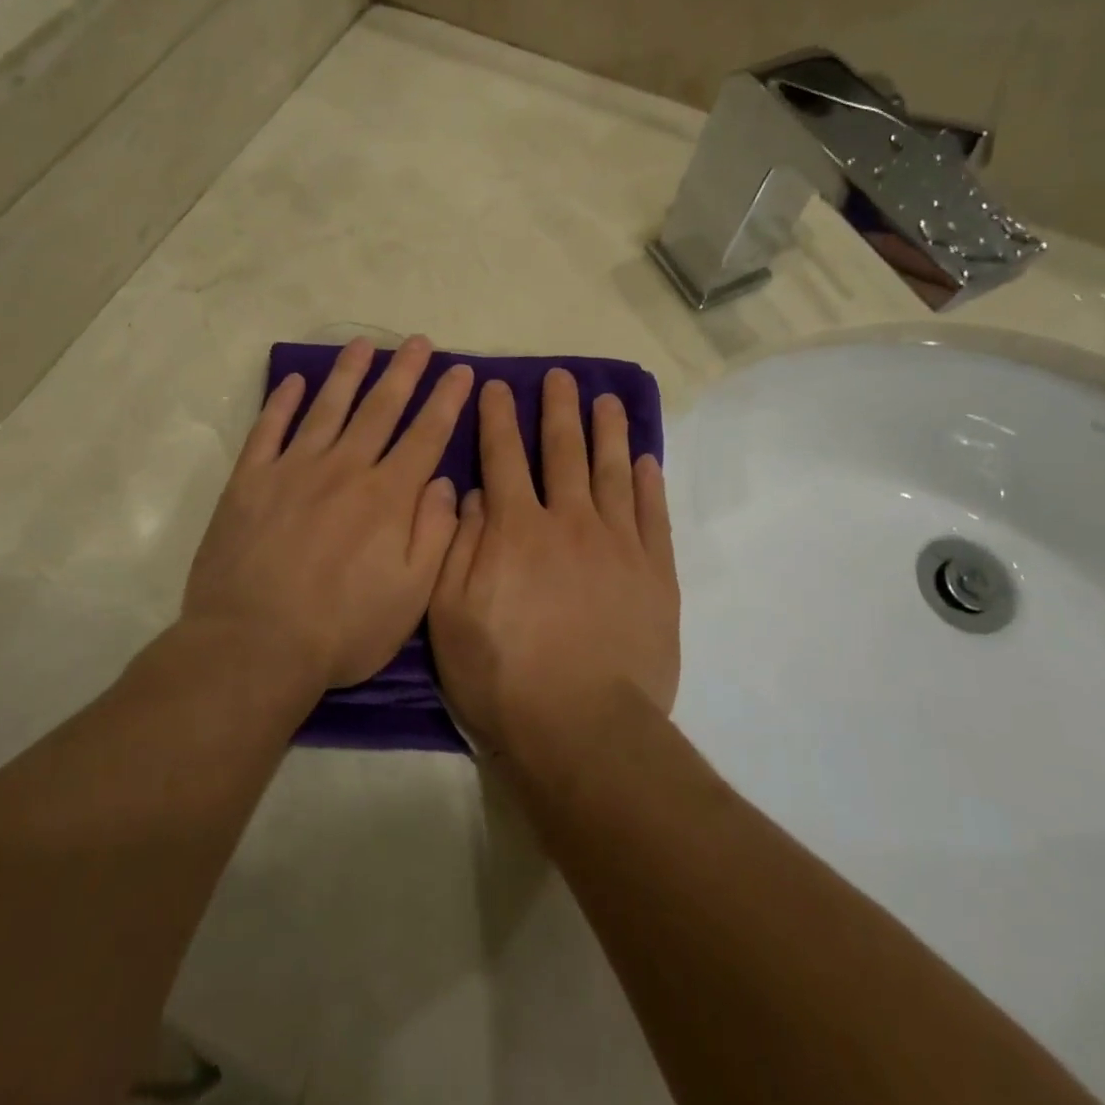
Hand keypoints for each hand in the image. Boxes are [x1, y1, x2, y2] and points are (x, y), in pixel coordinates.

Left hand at [183, 336, 473, 690]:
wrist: (253, 647)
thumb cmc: (341, 630)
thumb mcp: (411, 597)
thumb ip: (435, 535)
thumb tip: (446, 484)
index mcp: (387, 497)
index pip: (426, 435)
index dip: (447, 400)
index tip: (461, 370)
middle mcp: (344, 469)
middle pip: (380, 409)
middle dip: (404, 372)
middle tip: (419, 342)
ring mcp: (293, 470)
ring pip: (327, 407)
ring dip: (348, 373)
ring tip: (364, 344)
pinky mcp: (249, 482)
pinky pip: (268, 430)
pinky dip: (280, 402)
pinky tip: (293, 380)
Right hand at [429, 369, 678, 756]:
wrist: (584, 728)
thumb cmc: (503, 676)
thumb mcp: (450, 615)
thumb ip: (458, 546)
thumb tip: (471, 493)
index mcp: (516, 529)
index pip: (502, 457)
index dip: (498, 418)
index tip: (496, 386)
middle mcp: (569, 521)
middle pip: (563, 451)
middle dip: (559, 409)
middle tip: (561, 376)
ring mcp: (618, 544)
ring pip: (612, 472)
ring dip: (608, 431)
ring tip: (608, 400)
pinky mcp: (654, 573)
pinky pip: (652, 515)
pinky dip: (648, 484)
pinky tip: (645, 461)